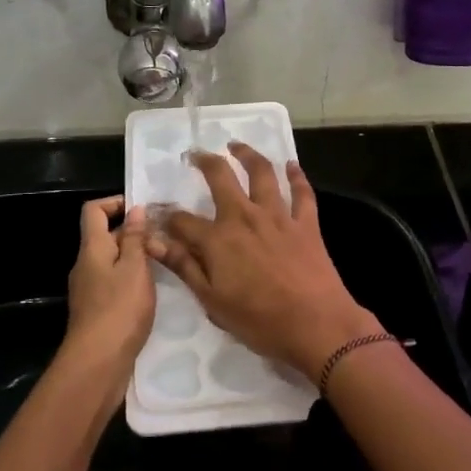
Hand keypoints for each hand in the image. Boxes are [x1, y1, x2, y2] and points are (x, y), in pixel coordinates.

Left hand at [61, 198, 155, 388]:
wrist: (97, 363)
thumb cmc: (119, 309)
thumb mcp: (134, 268)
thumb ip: (135, 238)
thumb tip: (135, 209)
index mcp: (92, 248)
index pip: (94, 211)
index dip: (115, 202)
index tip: (143, 209)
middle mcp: (86, 264)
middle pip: (105, 236)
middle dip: (133, 232)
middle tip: (165, 238)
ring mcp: (89, 289)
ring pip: (112, 261)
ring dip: (135, 258)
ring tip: (165, 263)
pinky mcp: (97, 310)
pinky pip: (114, 283)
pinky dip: (132, 280)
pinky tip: (153, 291)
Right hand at [147, 144, 377, 378]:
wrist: (317, 325)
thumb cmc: (260, 321)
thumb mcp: (212, 302)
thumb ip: (185, 267)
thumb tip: (154, 242)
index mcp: (218, 239)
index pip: (183, 220)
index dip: (167, 216)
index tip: (159, 213)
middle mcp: (245, 217)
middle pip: (220, 177)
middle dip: (204, 161)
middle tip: (196, 154)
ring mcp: (278, 216)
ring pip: (261, 173)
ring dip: (247, 154)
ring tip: (236, 145)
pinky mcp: (306, 222)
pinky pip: (301, 192)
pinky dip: (296, 175)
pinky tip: (292, 165)